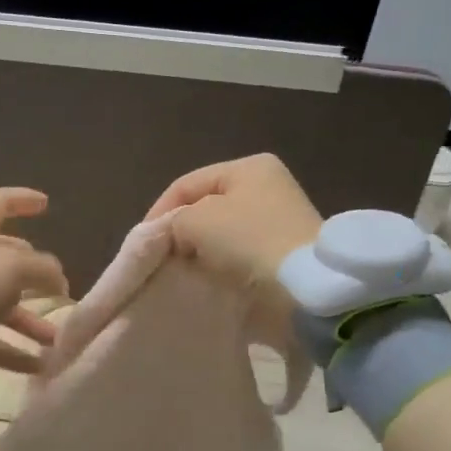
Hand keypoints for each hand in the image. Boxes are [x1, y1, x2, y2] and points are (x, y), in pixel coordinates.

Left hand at [0, 187, 69, 372]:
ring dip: (30, 321)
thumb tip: (58, 279)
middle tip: (55, 286)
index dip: (21, 199)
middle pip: (2, 260)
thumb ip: (42, 268)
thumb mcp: (14, 267)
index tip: (45, 204)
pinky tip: (39, 366)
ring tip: (56, 340)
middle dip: (32, 272)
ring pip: (0, 306)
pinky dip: (14, 352)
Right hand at [143, 154, 322, 340]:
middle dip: (182, 230)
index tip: (144, 242)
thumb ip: (175, 221)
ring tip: (183, 269)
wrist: (306, 283)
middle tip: (163, 256)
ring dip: (202, 249)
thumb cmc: (250, 240)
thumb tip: (174, 234)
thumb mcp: (199, 221)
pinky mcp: (285, 248)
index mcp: (248, 167)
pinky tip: (210, 276)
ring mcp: (279, 217)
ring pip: (223, 230)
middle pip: (206, 206)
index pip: (187, 184)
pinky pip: (241, 250)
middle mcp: (267, 184)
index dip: (159, 210)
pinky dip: (223, 262)